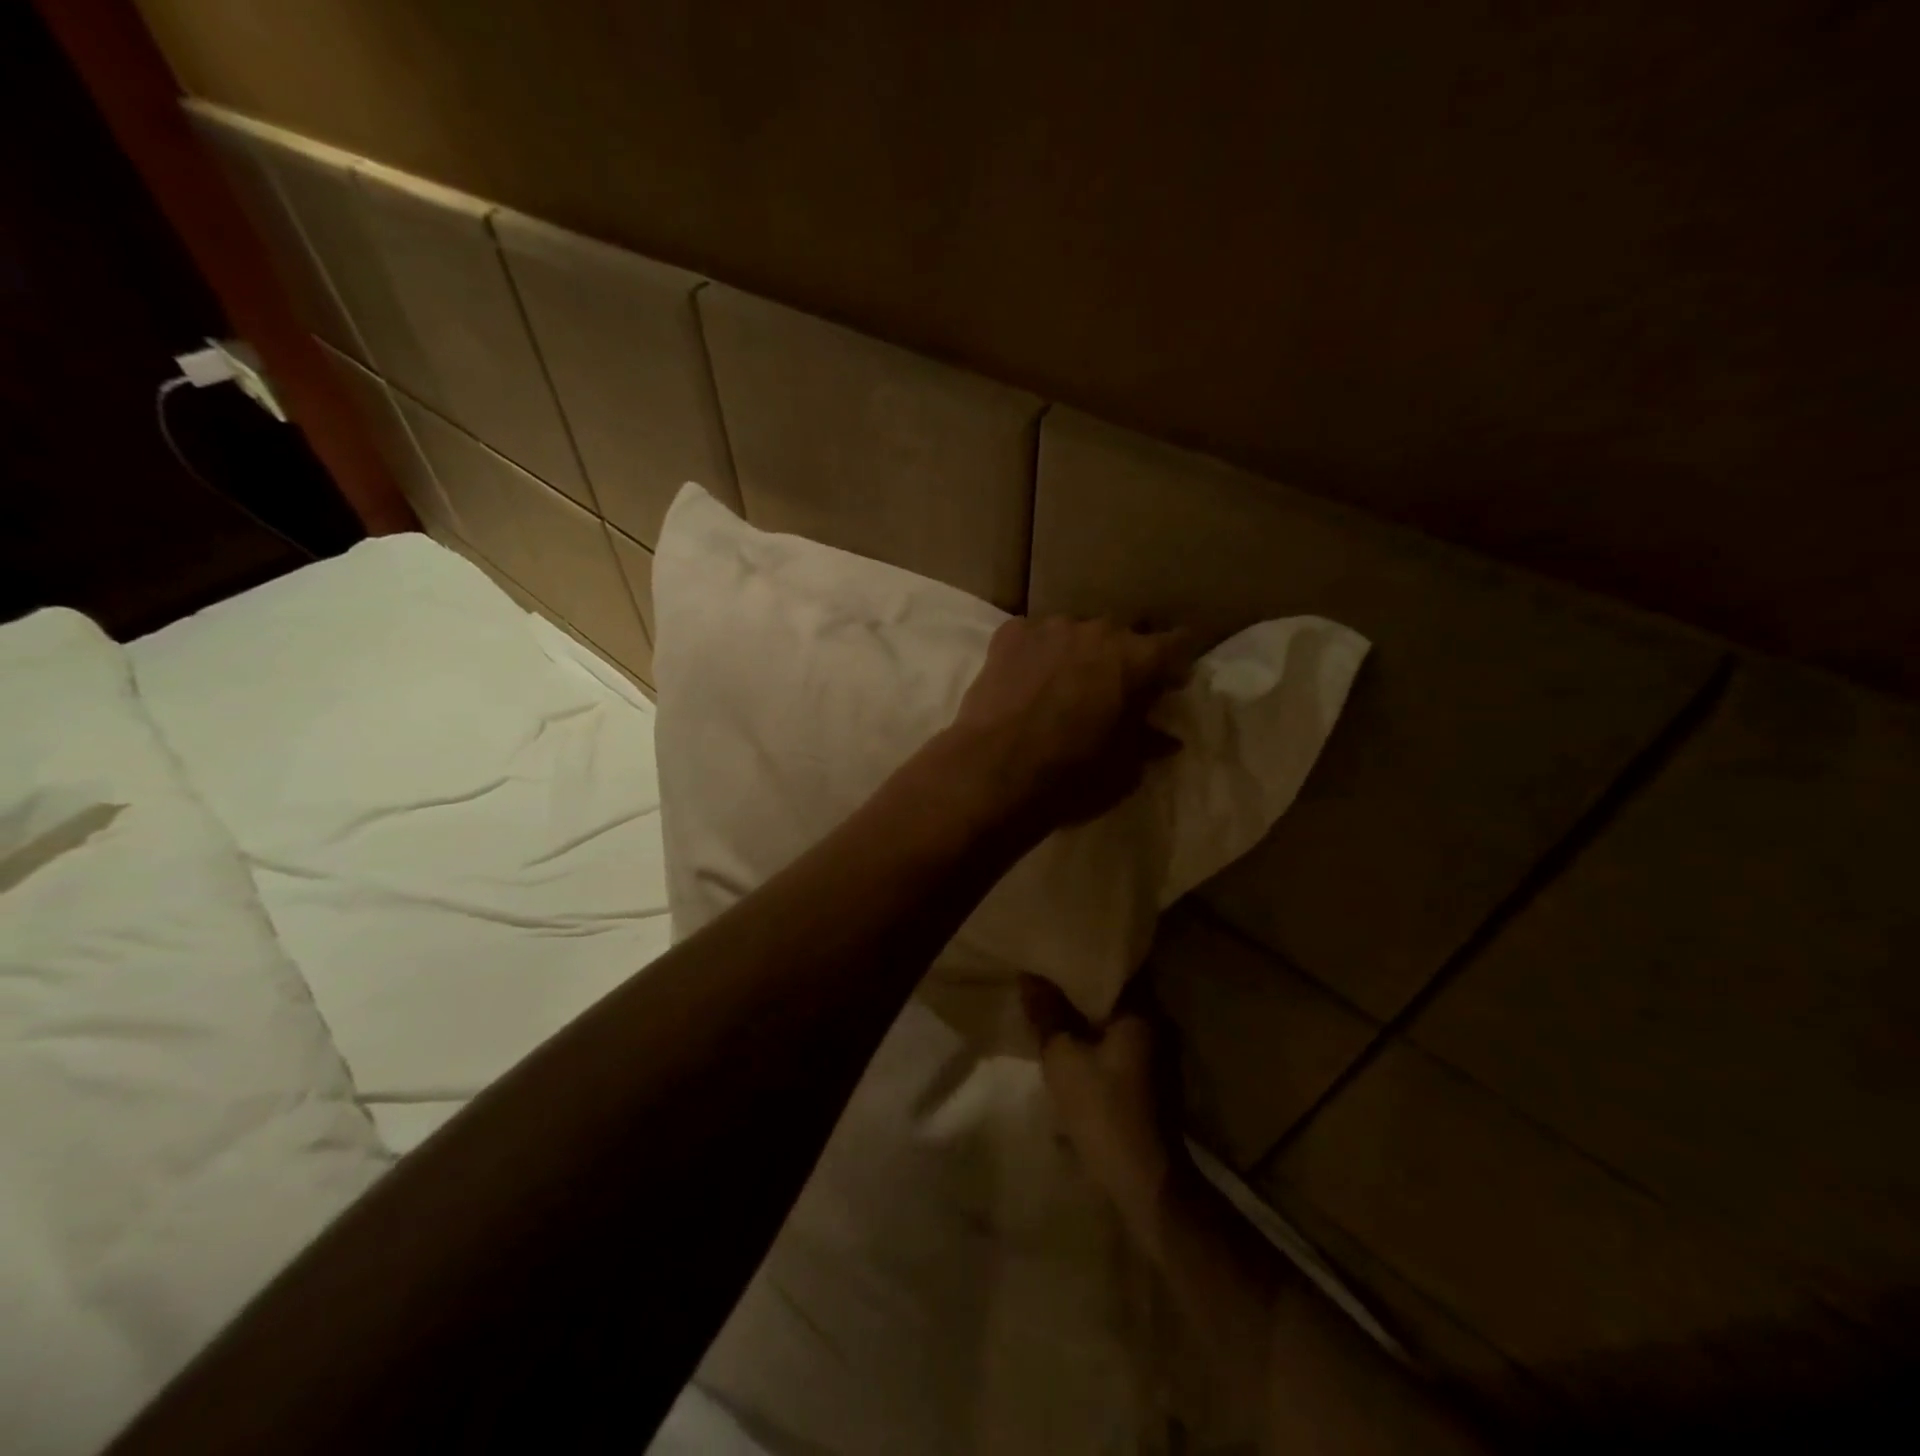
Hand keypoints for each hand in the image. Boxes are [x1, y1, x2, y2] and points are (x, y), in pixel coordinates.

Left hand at [946, 616, 1191, 836]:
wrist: (994, 771)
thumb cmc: (1072, 774)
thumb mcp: (1125, 769)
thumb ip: (1149, 742)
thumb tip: (1167, 738)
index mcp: (1137, 659)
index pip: (1177, 643)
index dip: (1175, 664)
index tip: (1170, 683)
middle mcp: (1098, 630)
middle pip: (1121, 635)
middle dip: (1122, 659)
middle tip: (1111, 690)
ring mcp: (1050, 627)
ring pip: (1074, 633)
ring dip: (1075, 653)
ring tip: (1062, 685)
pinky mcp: (1009, 634)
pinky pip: (1032, 636)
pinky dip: (1035, 653)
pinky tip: (1025, 680)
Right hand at [1021, 975, 1180, 1245]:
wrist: (1147, 1182)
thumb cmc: (1104, 1111)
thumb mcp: (1063, 1058)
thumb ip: (1047, 1014)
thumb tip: (1030, 976)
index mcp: (1143, 1010)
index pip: (1119, 964)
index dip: (1089, 955)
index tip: (1062, 949)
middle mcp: (1160, 1023)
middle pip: (1120, 992)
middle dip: (1086, 986)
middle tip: (1052, 977)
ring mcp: (1163, 1054)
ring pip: (1122, 1020)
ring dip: (1093, 1016)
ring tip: (1058, 1009)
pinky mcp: (1157, 1081)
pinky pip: (1125, 1044)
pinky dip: (1102, 1040)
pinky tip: (1077, 1048)